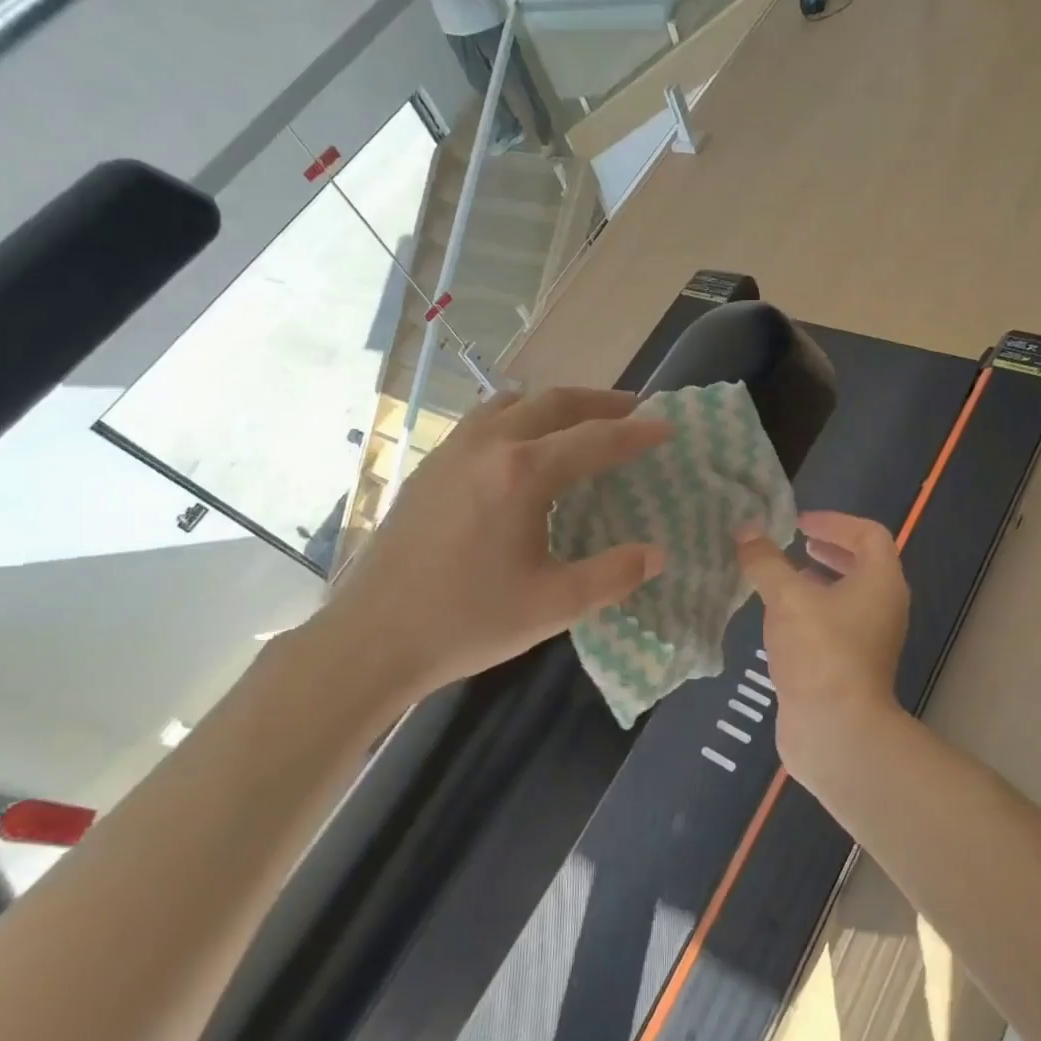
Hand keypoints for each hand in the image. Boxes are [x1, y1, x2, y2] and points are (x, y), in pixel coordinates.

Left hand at [306, 387, 669, 697]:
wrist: (373, 637)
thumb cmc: (468, 621)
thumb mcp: (554, 605)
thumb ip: (613, 576)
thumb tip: (656, 554)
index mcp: (523, 473)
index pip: (595, 439)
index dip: (636, 433)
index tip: (667, 427)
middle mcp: (488, 446)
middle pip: (553, 403)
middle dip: (599, 402)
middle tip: (631, 409)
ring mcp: (452, 452)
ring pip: (512, 403)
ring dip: (553, 404)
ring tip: (578, 419)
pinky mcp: (429, 468)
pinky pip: (482, 421)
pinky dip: (515, 417)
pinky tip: (518, 447)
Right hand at [735, 511, 909, 780]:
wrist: (836, 731)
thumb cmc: (820, 652)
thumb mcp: (787, 598)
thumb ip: (765, 561)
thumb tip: (746, 531)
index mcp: (881, 582)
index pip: (869, 534)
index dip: (835, 522)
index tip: (799, 523)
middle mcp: (883, 607)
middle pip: (862, 564)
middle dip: (828, 549)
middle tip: (794, 543)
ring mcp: (869, 639)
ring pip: (847, 597)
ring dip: (817, 581)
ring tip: (782, 578)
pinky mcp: (851, 666)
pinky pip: (834, 624)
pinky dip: (811, 611)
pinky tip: (779, 619)